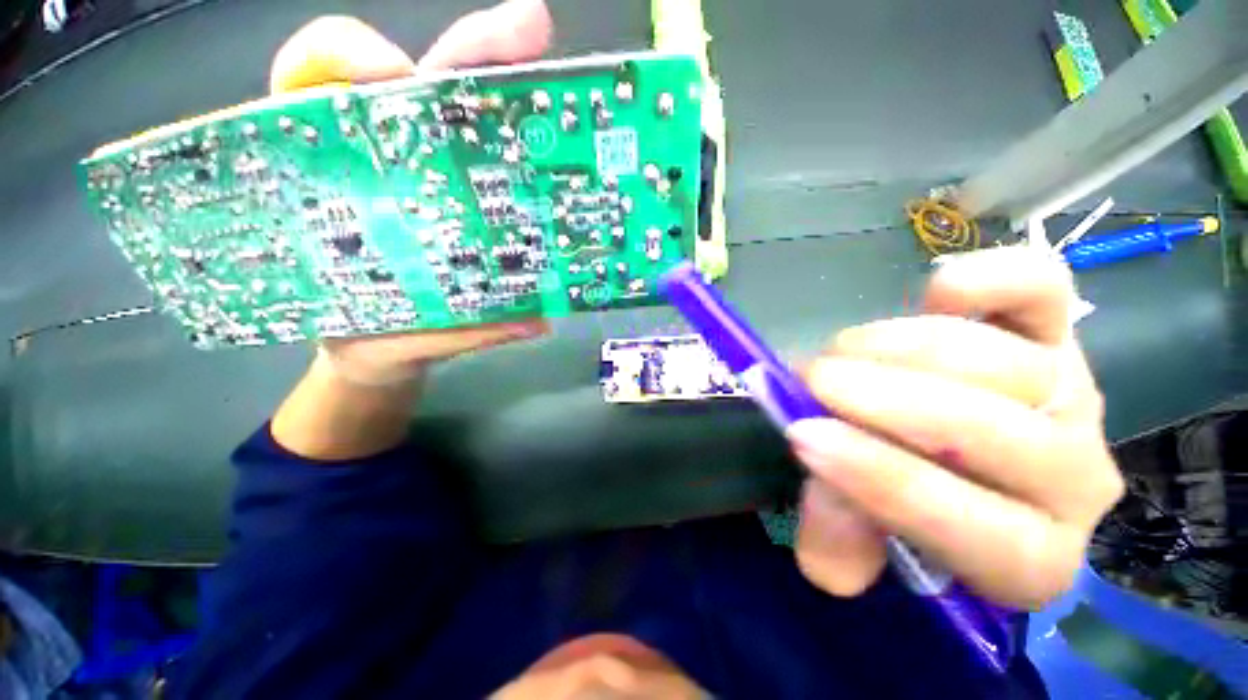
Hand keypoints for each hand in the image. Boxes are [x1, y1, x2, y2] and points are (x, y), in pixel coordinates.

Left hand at [269, 0, 553, 386]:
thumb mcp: (388, 337)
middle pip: (419, 83)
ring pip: (462, 106)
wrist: (373, 352)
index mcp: (327, 177)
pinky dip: (526, 145)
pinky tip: (557, 159)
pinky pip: (491, 157)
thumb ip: (448, 332)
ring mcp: (430, 178)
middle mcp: (382, 163)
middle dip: (473, 49)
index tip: (396, 78)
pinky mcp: (463, 199)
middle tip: (530, 35)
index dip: (350, 58)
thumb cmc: (363, 335)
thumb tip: (532, 323)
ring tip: (561, 98)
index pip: (317, 79)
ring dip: (511, 86)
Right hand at [788, 247, 1124, 609]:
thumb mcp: (868, 530)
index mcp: (1030, 553)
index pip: (971, 525)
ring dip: (893, 350)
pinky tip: (935, 294)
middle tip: (812, 383)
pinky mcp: (1057, 328)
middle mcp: (1072, 477)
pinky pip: (1041, 289)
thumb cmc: (910, 490)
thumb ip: (841, 538)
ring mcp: (1069, 390)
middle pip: (986, 430)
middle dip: (879, 399)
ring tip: (840, 352)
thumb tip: (820, 554)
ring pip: (989, 358)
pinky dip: (985, 282)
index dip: (877, 478)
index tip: (803, 435)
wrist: (958, 441)